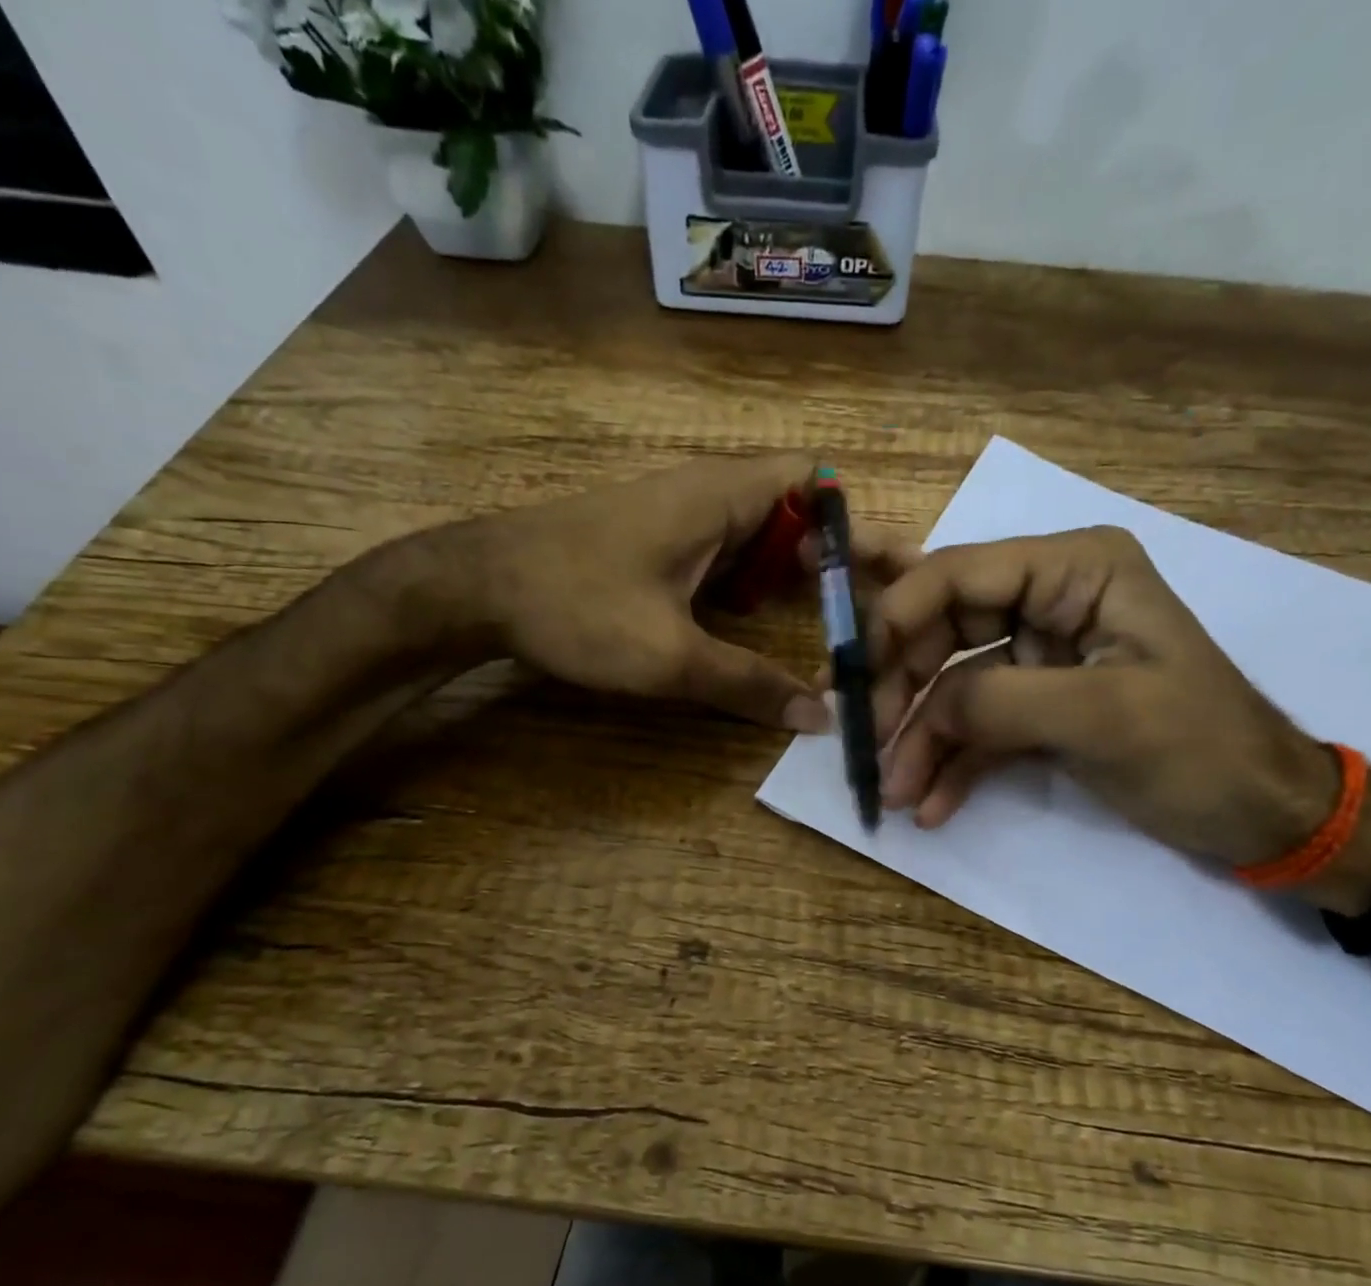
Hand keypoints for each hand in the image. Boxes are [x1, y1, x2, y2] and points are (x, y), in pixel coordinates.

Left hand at [393, 454, 917, 729]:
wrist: (476, 588)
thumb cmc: (575, 606)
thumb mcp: (669, 657)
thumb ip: (748, 686)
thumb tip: (817, 718)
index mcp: (722, 496)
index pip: (818, 482)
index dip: (860, 524)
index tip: (894, 575)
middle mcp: (710, 493)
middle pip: (800, 512)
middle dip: (839, 560)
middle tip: (876, 614)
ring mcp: (682, 516)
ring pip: (764, 535)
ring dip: (798, 576)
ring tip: (838, 626)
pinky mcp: (661, 541)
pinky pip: (730, 553)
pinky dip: (758, 584)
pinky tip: (763, 625)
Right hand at [869, 528, 1339, 865]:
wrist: (1264, 819)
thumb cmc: (1201, 751)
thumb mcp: (1103, 717)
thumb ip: (999, 701)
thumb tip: (922, 710)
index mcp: (1076, 570)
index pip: (960, 573)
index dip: (897, 617)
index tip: (852, 675)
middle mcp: (1051, 600)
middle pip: (943, 629)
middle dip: (902, 688)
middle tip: (864, 741)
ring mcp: (1040, 657)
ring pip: (952, 685)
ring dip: (919, 739)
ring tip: (893, 792)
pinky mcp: (1037, 707)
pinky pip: (976, 726)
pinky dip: (951, 764)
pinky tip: (930, 806)